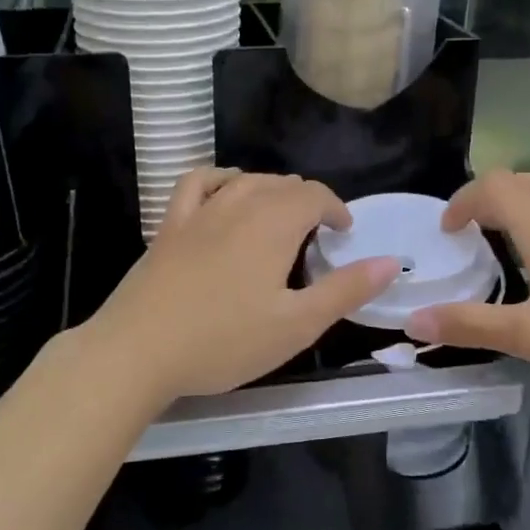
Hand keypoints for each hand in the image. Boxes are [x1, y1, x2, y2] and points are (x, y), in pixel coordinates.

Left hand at [78, 169, 399, 405]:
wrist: (139, 350)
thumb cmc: (224, 341)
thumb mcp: (297, 324)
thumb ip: (345, 290)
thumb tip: (391, 262)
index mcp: (274, 224)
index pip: (315, 195)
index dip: (336, 209)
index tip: (344, 233)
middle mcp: (238, 204)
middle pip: (282, 185)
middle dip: (307, 202)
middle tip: (317, 237)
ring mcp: (199, 212)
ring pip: (245, 181)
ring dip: (271, 190)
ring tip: (280, 215)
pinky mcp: (169, 226)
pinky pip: (198, 183)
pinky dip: (220, 179)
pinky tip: (225, 191)